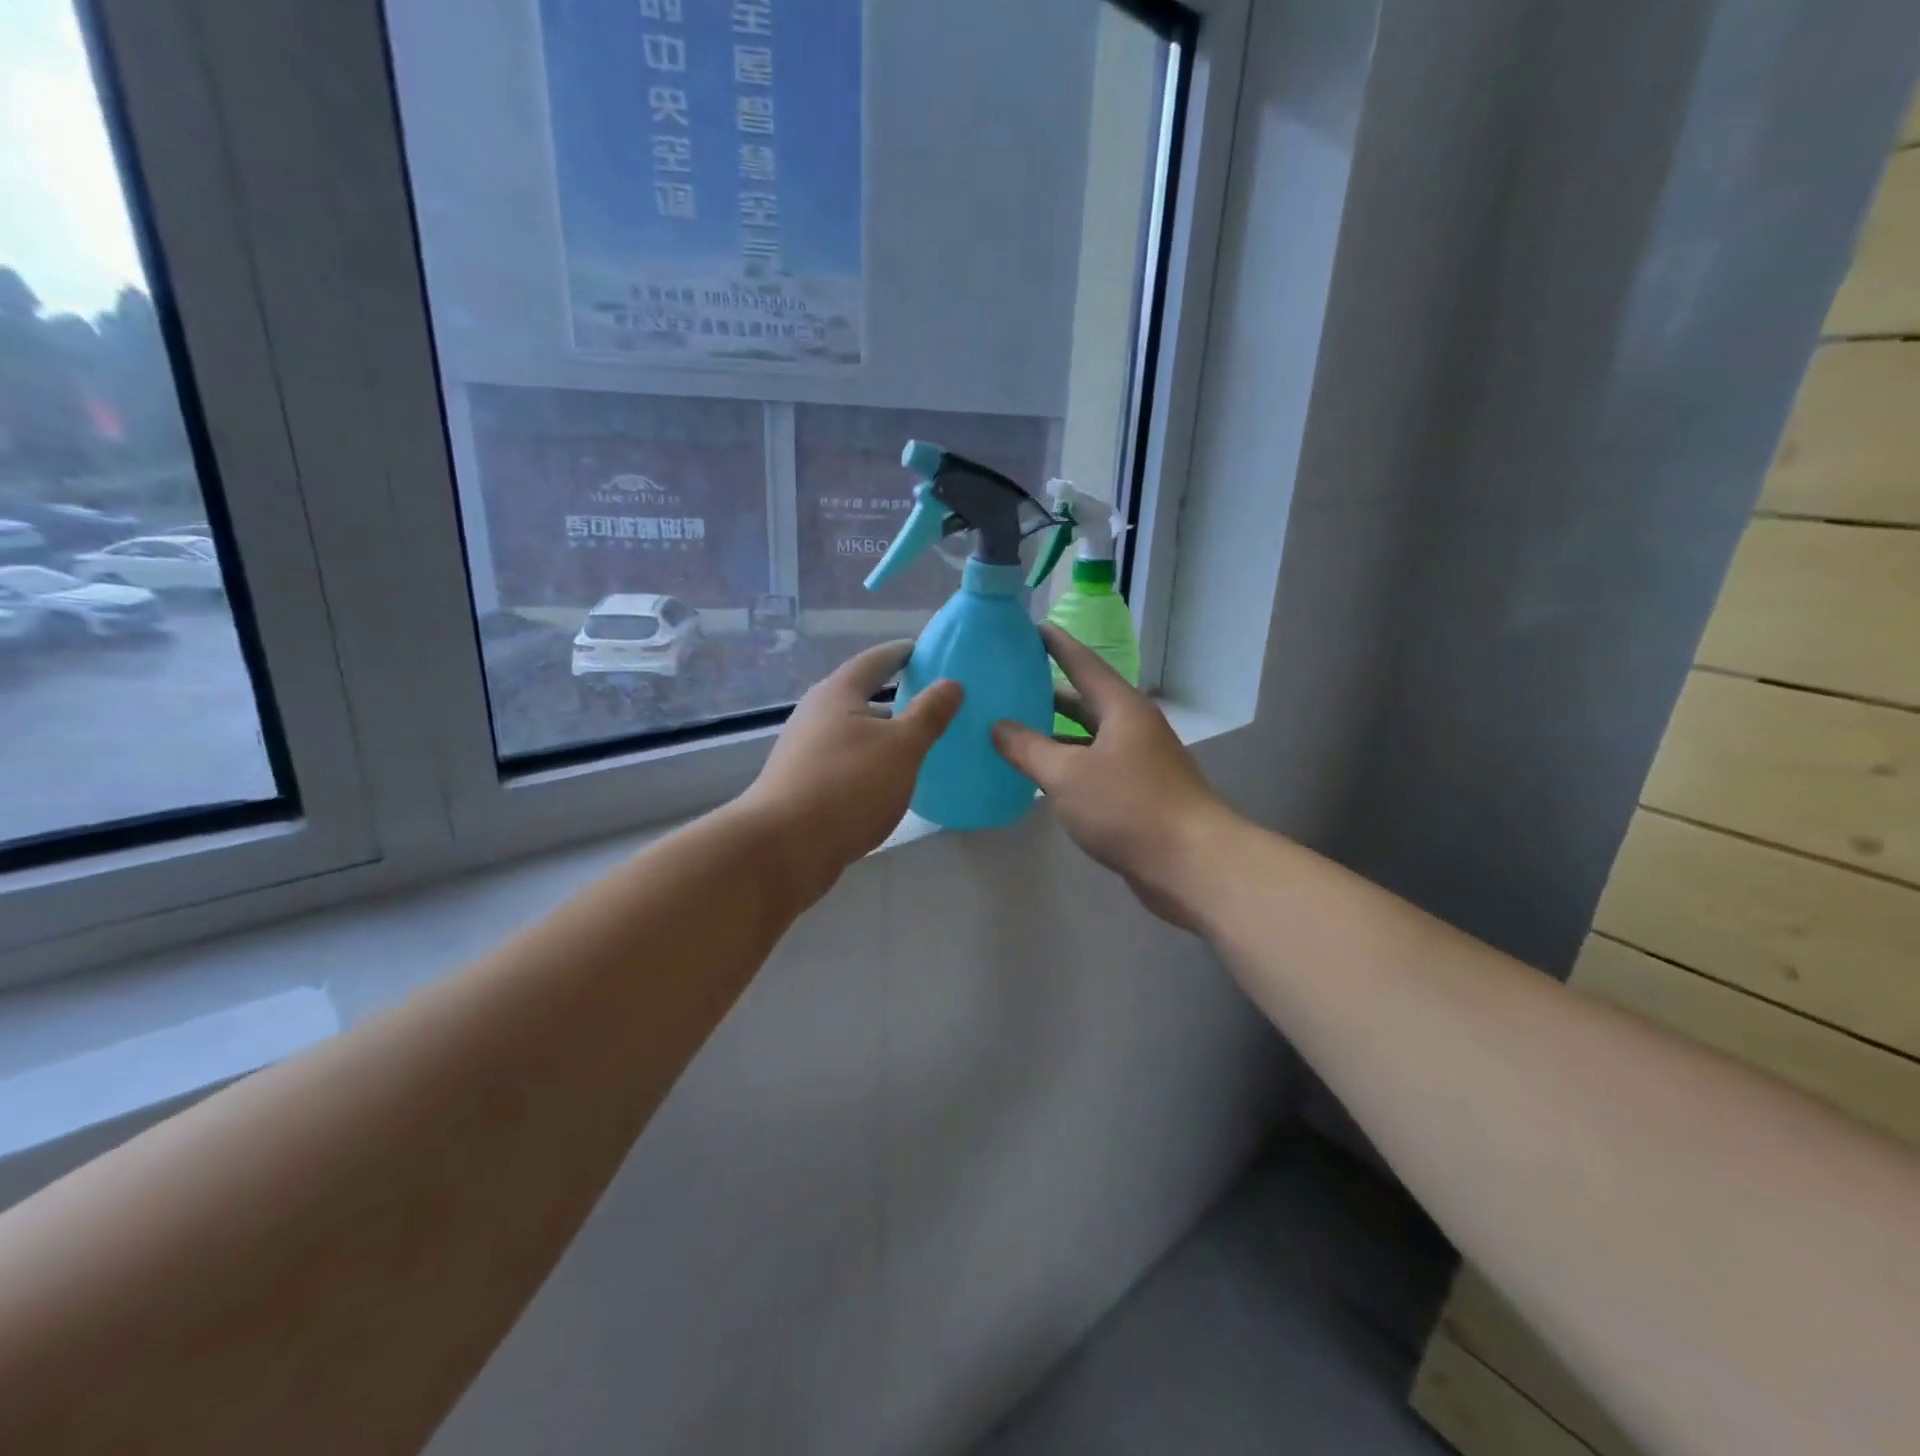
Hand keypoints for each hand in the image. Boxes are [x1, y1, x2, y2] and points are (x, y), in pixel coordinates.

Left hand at [741, 641, 962, 899]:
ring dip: (881, 735)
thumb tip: (952, 683)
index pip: (873, 661)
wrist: (784, 848)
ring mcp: (804, 752)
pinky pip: (845, 762)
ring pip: (852, 733)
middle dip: (893, 697)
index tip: (921, 648)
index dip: (899, 653)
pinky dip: (869, 763)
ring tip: (916, 743)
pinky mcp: (802, 785)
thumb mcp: (902, 748)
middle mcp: (815, 715)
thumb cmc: (848, 785)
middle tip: (929, 700)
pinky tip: (888, 782)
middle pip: (858, 696)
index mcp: (837, 694)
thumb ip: (929, 715)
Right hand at [992, 625, 1234, 929]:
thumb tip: (998, 726)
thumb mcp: (1067, 775)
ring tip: (1014, 730)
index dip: (1056, 645)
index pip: (1083, 663)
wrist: (1190, 862)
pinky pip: (1095, 767)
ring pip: (1089, 737)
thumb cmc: (1127, 806)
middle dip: (1048, 692)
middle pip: (1086, 700)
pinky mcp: (1140, 793)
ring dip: (1055, 734)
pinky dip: (1069, 766)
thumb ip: (1028, 748)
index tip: (1030, 628)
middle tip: (1009, 683)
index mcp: (1121, 708)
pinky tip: (1043, 777)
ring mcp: (1140, 761)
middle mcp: (1133, 727)